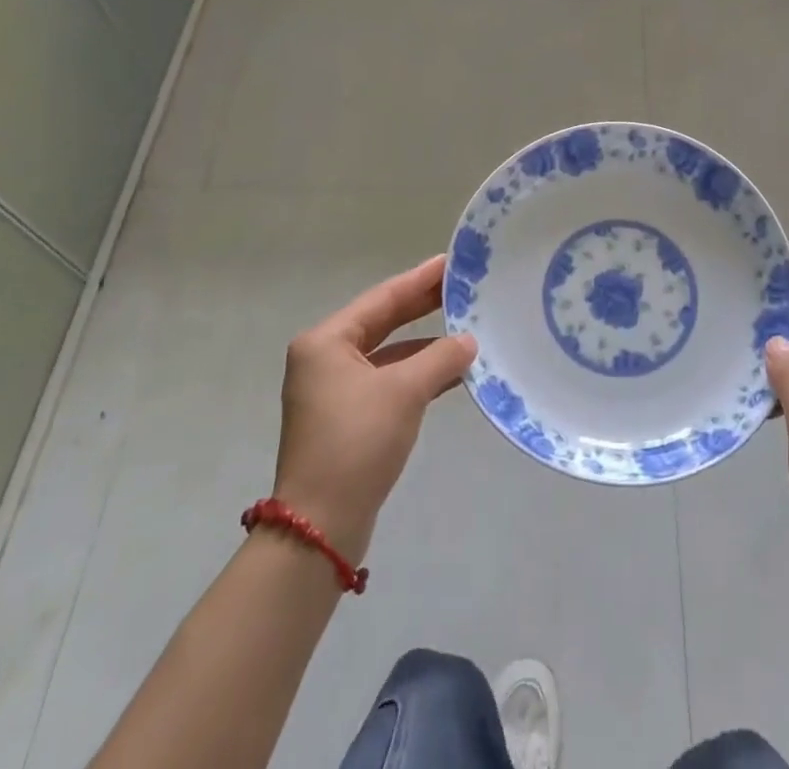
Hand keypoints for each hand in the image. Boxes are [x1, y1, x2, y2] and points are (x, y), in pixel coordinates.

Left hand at [272, 256, 476, 562]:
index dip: (420, 279)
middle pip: (383, 322)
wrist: (320, 526)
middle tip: (462, 287)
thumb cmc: (357, 443)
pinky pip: (387, 381)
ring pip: (388, 354)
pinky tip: (451, 373)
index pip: (383, 298)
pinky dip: (417, 375)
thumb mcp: (404, 392)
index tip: (452, 262)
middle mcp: (324, 359)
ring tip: (467, 328)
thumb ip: (440, 358)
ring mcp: (333, 391)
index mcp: (326, 342)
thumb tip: (468, 342)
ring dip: (425, 345)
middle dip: (423, 307)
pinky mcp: (346, 419)